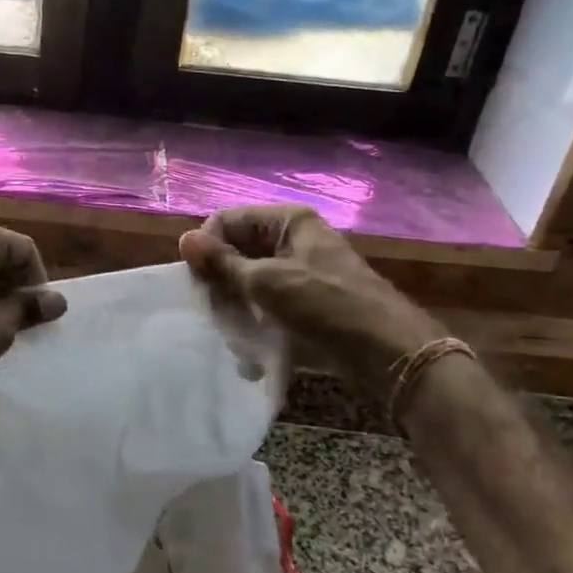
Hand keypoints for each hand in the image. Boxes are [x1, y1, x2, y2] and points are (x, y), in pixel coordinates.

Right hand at [180, 204, 441, 385]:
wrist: (387, 352)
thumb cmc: (326, 305)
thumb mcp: (268, 282)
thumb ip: (224, 263)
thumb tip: (184, 239)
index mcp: (288, 221)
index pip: (229, 220)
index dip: (208, 246)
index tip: (197, 280)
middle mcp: (294, 239)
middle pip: (239, 249)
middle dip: (221, 279)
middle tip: (212, 309)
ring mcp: (301, 270)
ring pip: (250, 279)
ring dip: (236, 303)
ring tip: (232, 331)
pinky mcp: (306, 300)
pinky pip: (267, 302)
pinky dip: (255, 318)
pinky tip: (249, 344)